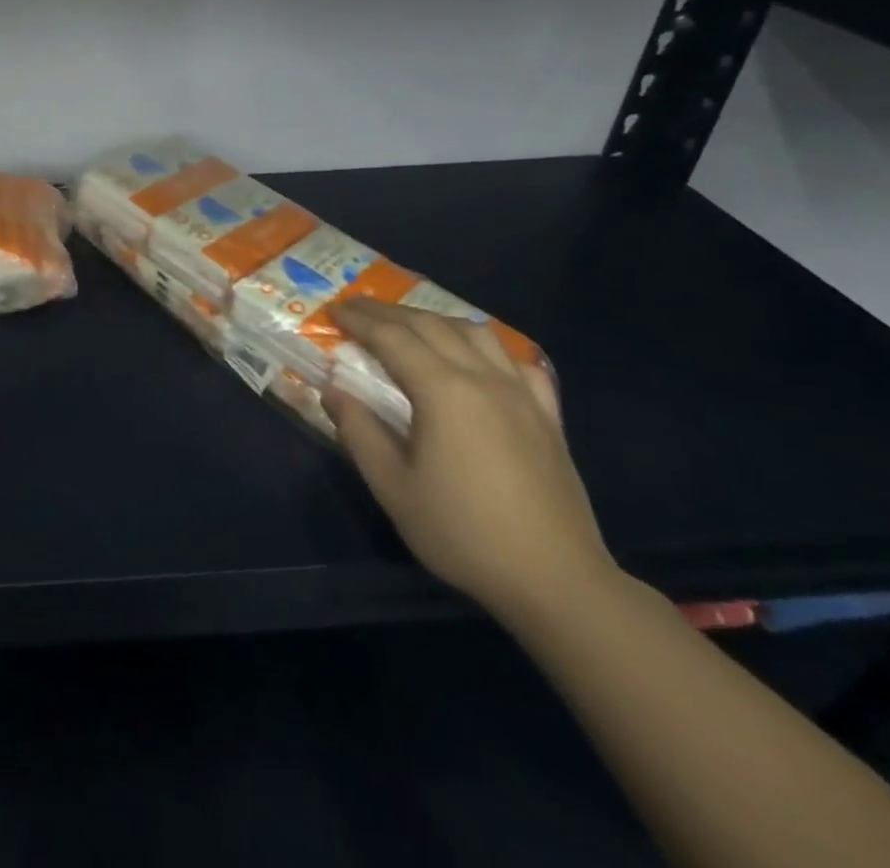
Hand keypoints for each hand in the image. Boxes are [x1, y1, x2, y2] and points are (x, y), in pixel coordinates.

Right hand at [325, 298, 615, 622]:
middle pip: (431, 325)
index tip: (333, 310)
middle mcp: (483, 378)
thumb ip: (358, 430)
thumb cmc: (462, 532)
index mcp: (443, 391)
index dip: (359, 320)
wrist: (556, 580)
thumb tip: (333, 390)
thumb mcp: (392, 486)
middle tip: (357, 309)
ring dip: (435, 320)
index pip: (392, 338)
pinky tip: (477, 358)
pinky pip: (517, 362)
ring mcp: (522, 395)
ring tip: (409, 325)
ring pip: (476, 333)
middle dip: (389, 312)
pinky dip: (487, 347)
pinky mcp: (548, 417)